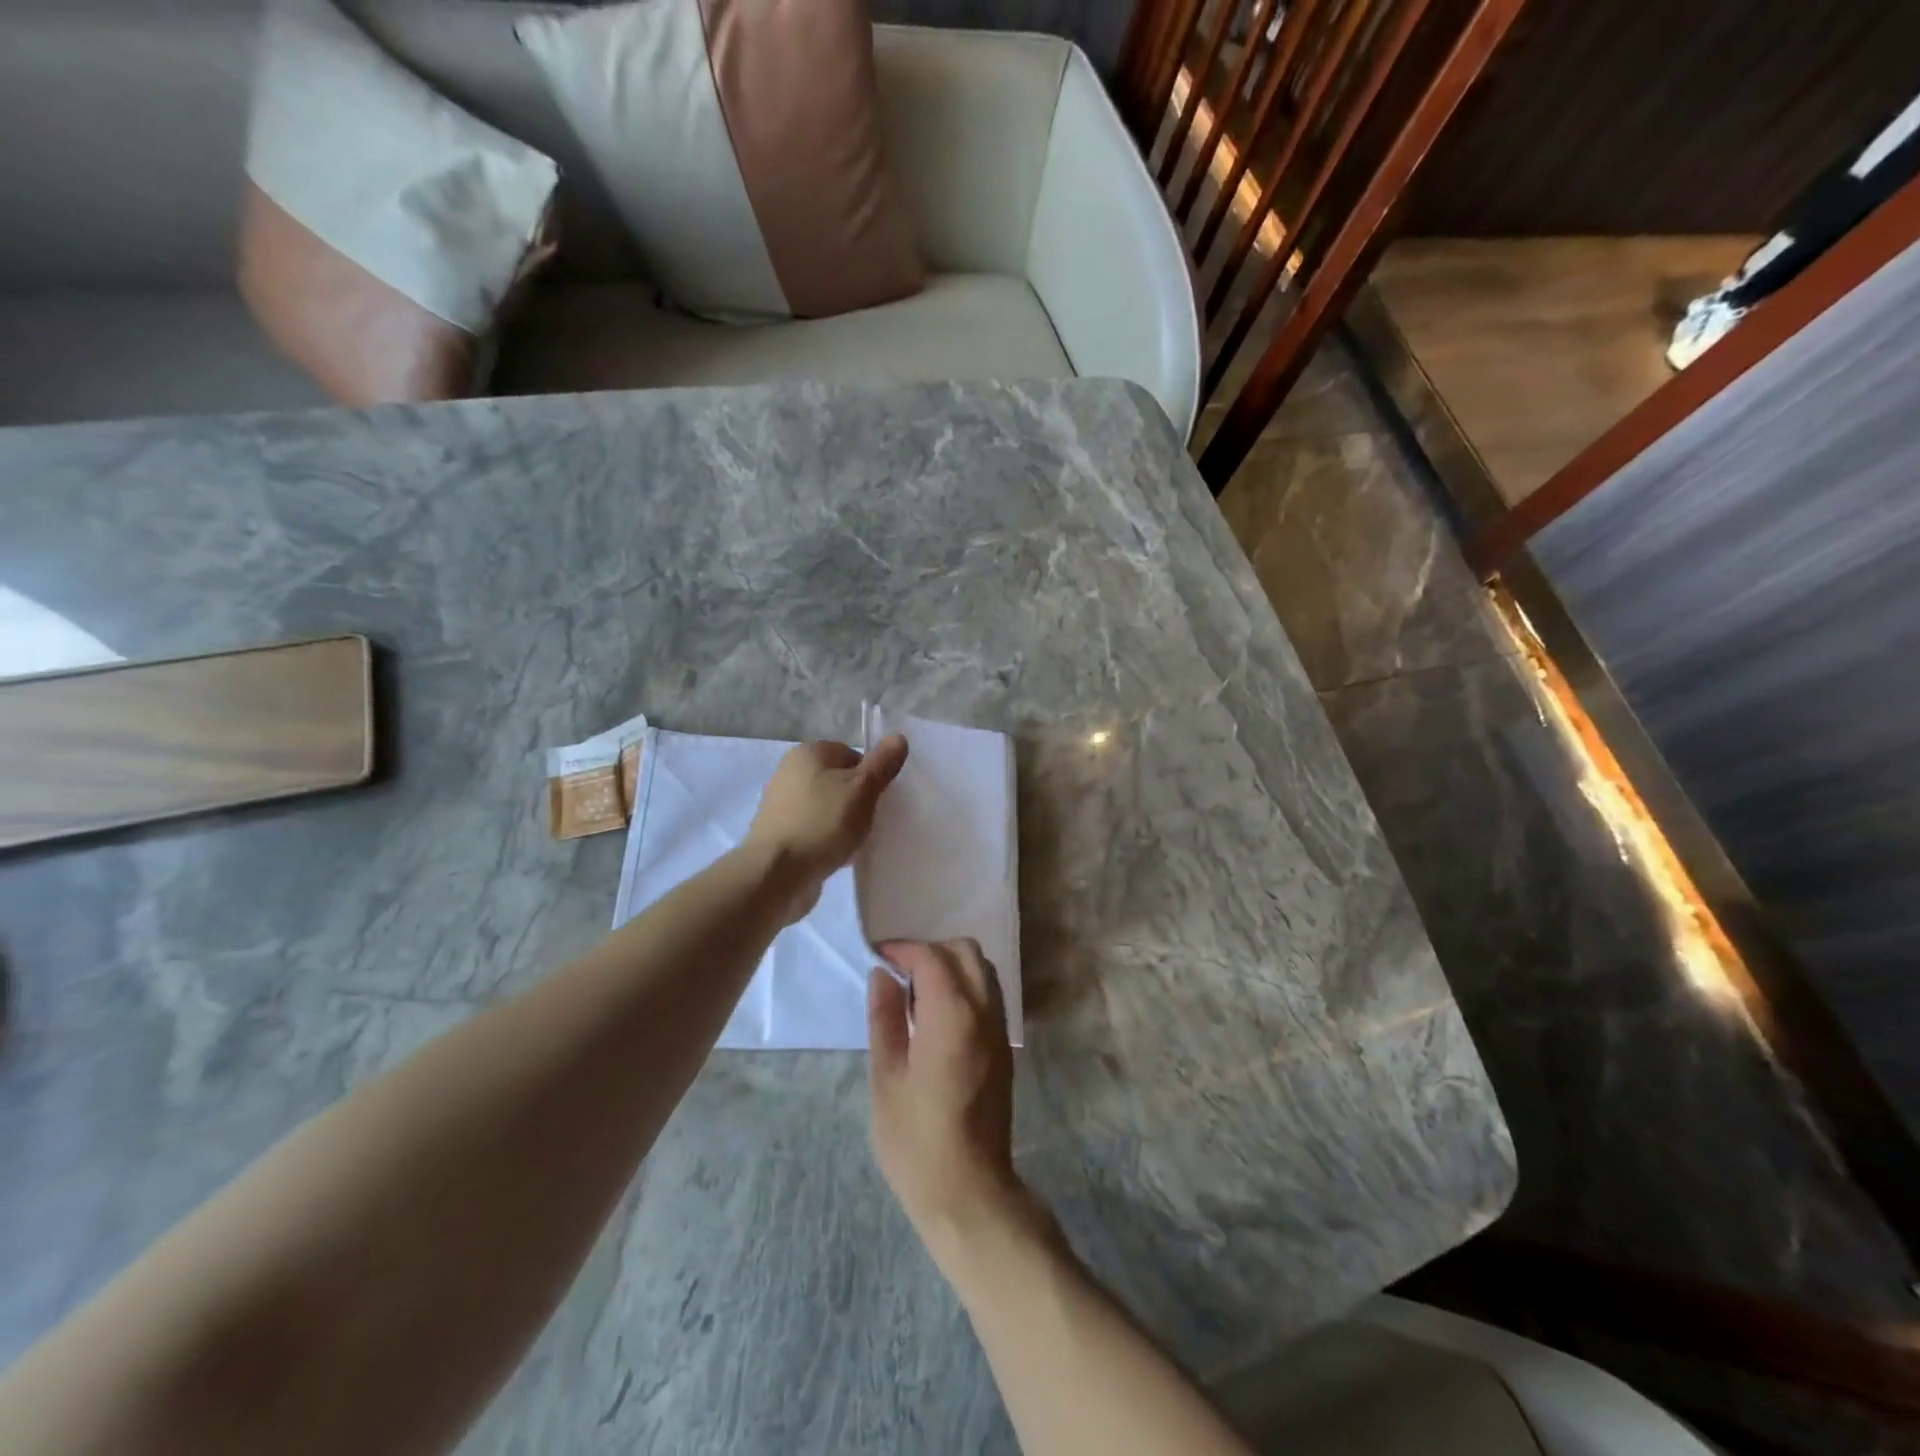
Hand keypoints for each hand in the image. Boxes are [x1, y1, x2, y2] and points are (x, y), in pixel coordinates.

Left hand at [745, 735, 906, 917]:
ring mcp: (781, 804)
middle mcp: (790, 772)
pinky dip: (828, 839)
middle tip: (871, 821)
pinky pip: (814, 829)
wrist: (777, 873)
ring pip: (827, 807)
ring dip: (844, 822)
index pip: (852, 754)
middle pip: (839, 781)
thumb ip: (882, 763)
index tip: (878, 799)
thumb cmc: (823, 823)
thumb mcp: (863, 789)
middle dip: (858, 800)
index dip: (870, 776)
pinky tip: (839, 856)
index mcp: (808, 753)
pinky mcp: (779, 833)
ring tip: (857, 842)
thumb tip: (898, 737)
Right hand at [868, 939, 1035, 1272]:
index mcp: (952, 1015)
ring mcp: (999, 1028)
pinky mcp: (1004, 1046)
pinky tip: (938, 1014)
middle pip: (964, 951)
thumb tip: (882, 975)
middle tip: (897, 974)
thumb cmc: (916, 1139)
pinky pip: (989, 993)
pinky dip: (966, 985)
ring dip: (951, 965)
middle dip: (930, 951)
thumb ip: (885, 1018)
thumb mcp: (886, 1077)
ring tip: (915, 993)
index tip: (877, 958)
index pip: (931, 957)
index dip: (903, 950)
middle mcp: (984, 1010)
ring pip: (982, 969)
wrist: (969, 1190)